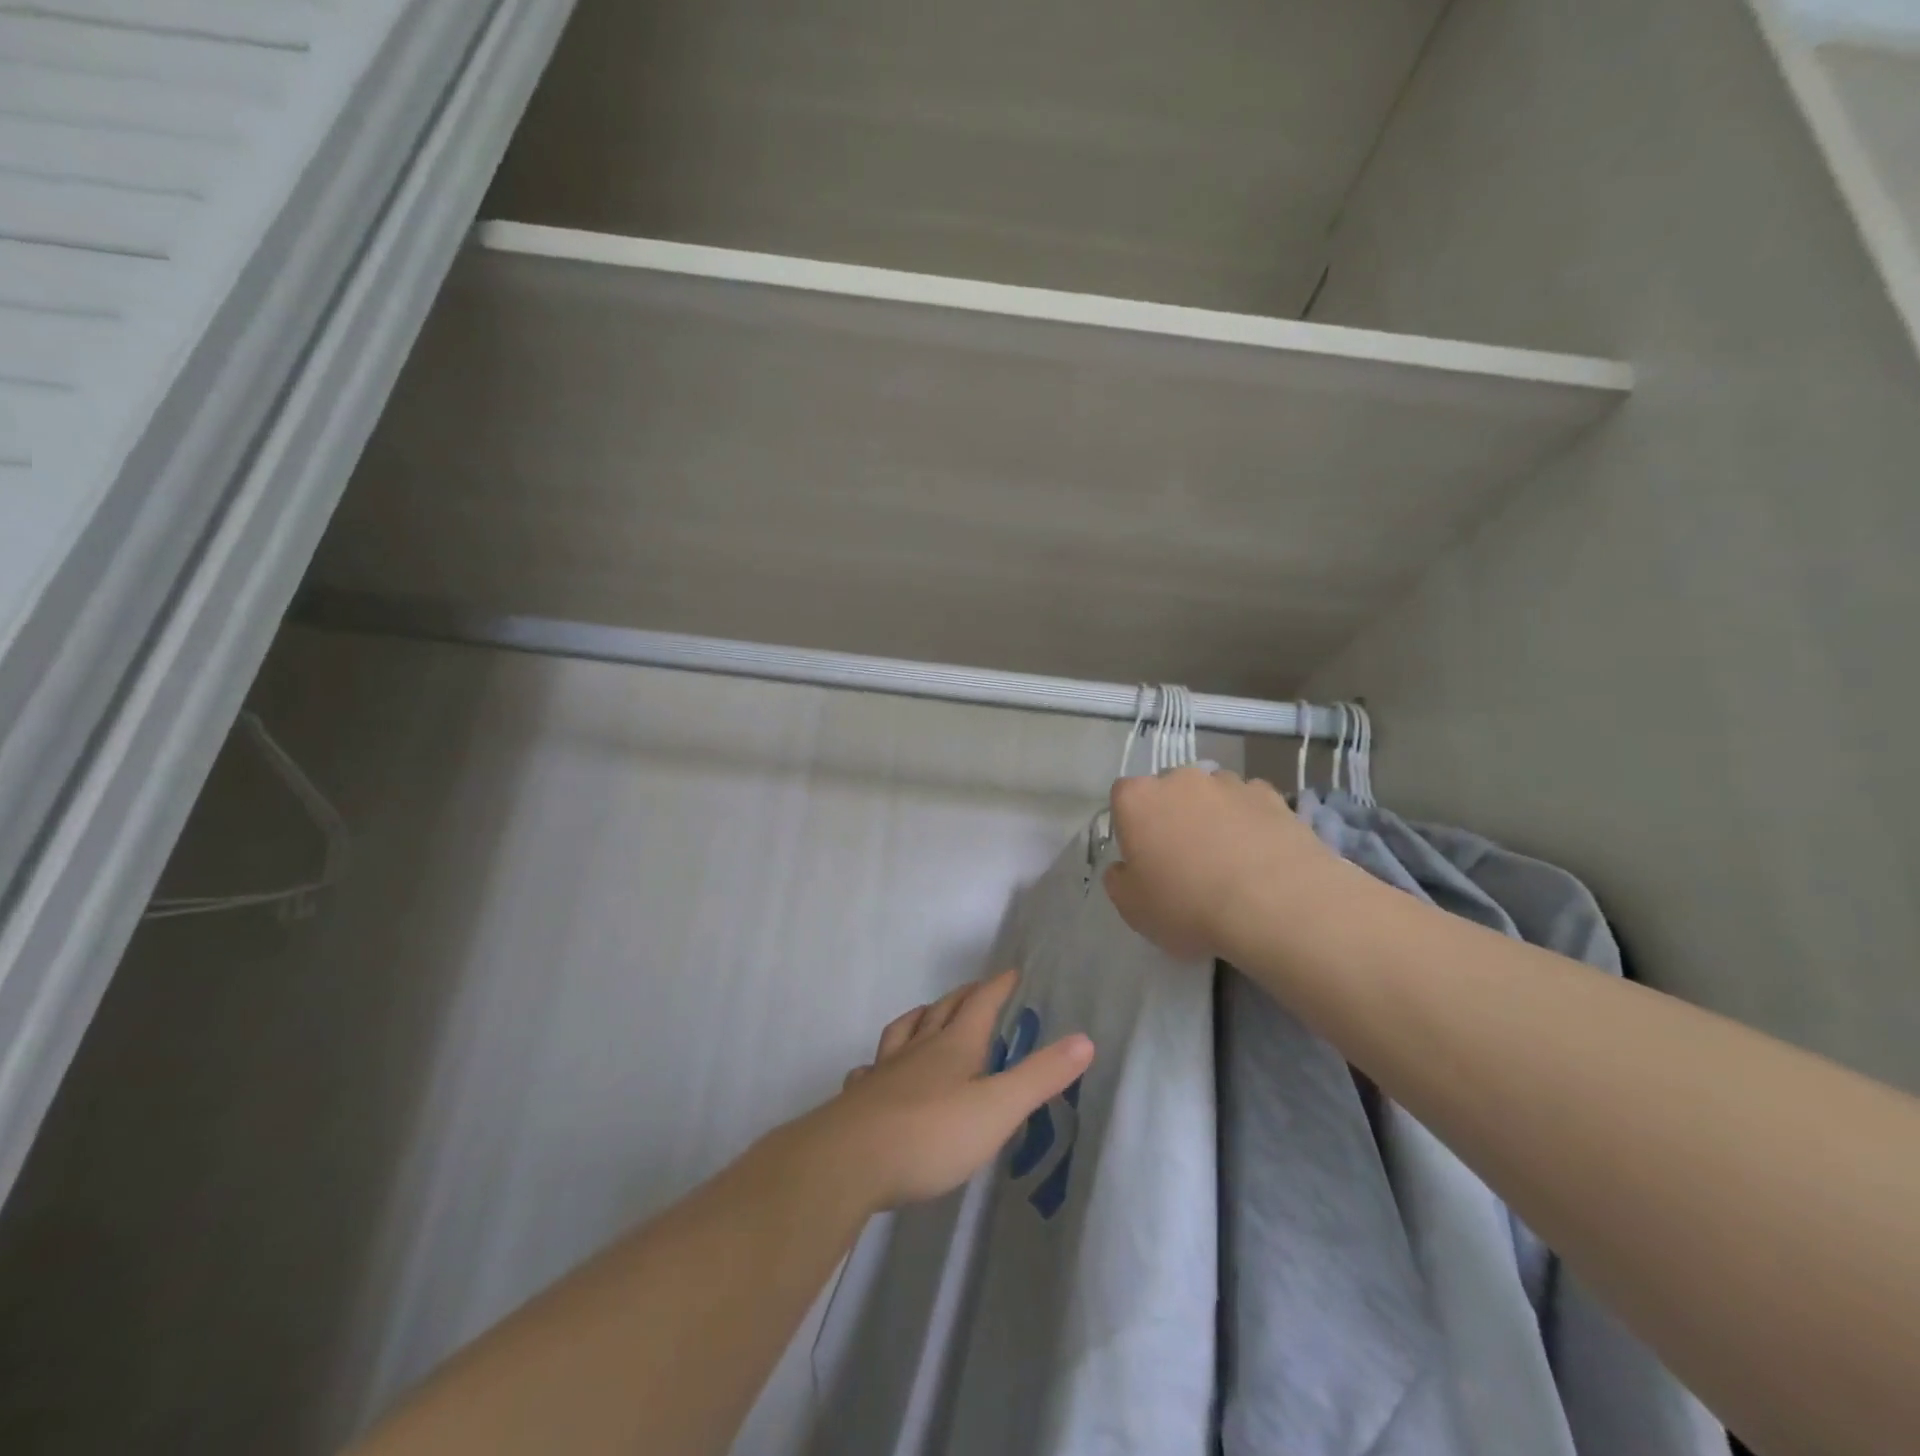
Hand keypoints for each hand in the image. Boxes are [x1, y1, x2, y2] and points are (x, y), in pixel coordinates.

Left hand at [799, 971, 1092, 1212]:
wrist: (849, 1161)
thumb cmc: (931, 1134)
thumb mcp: (997, 1109)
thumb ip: (1040, 1077)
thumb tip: (1085, 1040)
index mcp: (954, 1047)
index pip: (980, 1004)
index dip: (998, 986)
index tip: (1012, 971)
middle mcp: (918, 1050)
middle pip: (943, 1010)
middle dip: (963, 996)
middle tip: (977, 990)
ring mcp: (885, 1072)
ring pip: (904, 1032)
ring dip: (921, 1018)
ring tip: (928, 1015)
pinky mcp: (861, 1099)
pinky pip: (871, 1070)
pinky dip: (880, 1063)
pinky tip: (877, 1072)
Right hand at [1103, 766, 1338, 960]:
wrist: (1276, 906)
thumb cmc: (1189, 906)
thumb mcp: (1133, 908)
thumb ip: (1118, 880)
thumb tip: (1125, 866)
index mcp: (1137, 799)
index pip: (1123, 796)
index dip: (1131, 824)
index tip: (1143, 855)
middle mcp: (1179, 779)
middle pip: (1169, 790)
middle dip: (1173, 814)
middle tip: (1185, 858)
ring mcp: (1228, 783)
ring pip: (1212, 794)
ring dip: (1213, 815)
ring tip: (1229, 859)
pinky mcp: (1271, 795)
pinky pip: (1250, 803)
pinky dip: (1250, 820)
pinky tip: (1260, 855)